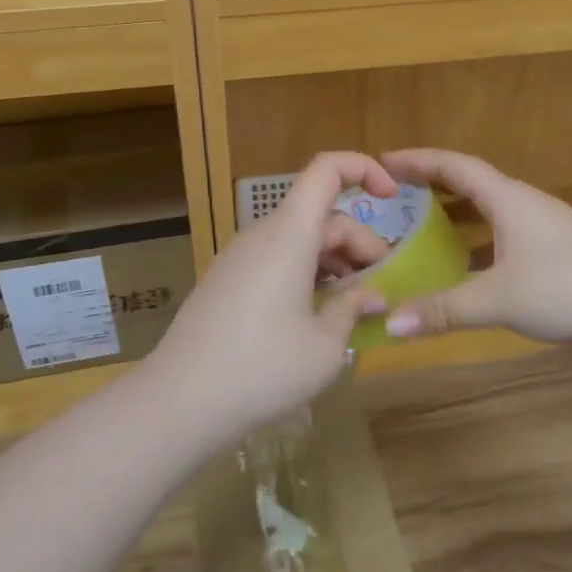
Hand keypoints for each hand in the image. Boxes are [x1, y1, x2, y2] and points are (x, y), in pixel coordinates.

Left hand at [146, 152, 396, 439]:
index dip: (364, 168)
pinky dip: (307, 272)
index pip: (327, 169)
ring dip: (334, 261)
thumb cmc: (261, 370)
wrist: (177, 403)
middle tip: (381, 290)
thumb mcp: (324, 347)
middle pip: (321, 214)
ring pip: (300, 238)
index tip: (394, 197)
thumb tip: (374, 295)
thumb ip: (354, 309)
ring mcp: (240, 256)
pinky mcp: (227, 279)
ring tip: (353, 306)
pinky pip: (277, 258)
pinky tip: (315, 316)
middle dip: (359, 243)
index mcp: (289, 234)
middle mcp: (263, 233)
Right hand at [377, 148, 571, 346]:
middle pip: (469, 183)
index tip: (383, 160)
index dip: (418, 160)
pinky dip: (477, 243)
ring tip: (420, 229)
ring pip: (488, 211)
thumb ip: (444, 310)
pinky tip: (466, 269)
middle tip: (394, 194)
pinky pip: (502, 235)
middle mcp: (522, 203)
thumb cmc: (568, 287)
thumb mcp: (499, 298)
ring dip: (455, 215)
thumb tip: (391, 324)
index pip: (454, 166)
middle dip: (431, 185)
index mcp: (507, 199)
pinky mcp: (555, 251)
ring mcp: (542, 227)